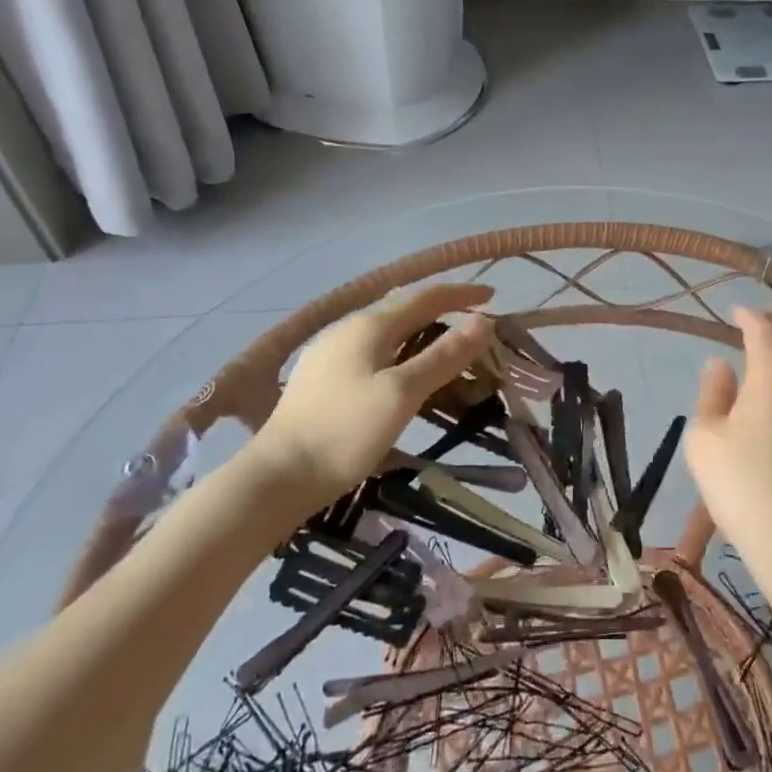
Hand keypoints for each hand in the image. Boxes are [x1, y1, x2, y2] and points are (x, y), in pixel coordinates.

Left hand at [246, 282, 495, 508]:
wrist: (278, 477)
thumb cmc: (346, 431)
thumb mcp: (403, 393)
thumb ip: (444, 355)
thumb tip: (483, 321)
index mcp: (369, 325)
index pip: (425, 297)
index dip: (461, 294)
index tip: (493, 296)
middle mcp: (348, 329)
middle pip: (404, 309)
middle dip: (442, 311)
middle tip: (475, 324)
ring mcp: (331, 353)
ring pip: (387, 330)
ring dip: (421, 331)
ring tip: (446, 346)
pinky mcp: (322, 378)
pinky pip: (373, 349)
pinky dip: (401, 350)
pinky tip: (403, 370)